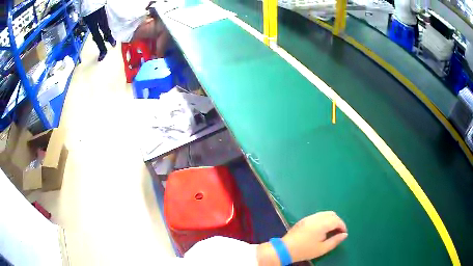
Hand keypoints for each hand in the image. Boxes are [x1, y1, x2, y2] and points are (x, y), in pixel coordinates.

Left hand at [282, 211, 347, 261]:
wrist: (285, 249)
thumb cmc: (305, 250)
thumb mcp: (322, 248)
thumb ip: (335, 241)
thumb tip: (344, 234)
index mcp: (322, 224)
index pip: (337, 220)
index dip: (342, 226)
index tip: (343, 234)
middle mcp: (316, 217)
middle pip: (332, 214)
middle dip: (337, 222)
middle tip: (338, 232)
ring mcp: (309, 217)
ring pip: (324, 214)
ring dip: (330, 220)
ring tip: (330, 231)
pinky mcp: (304, 219)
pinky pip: (317, 216)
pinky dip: (323, 219)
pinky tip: (321, 229)